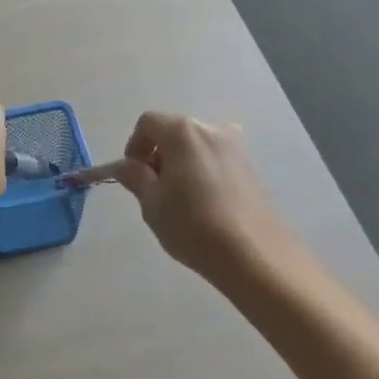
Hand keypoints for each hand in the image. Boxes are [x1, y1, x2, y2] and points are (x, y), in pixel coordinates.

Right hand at [68, 112, 287, 279]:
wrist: (254, 254)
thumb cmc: (193, 225)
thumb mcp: (152, 203)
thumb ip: (135, 177)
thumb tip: (124, 166)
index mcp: (183, 132)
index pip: (147, 123)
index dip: (134, 146)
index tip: (133, 176)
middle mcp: (212, 129)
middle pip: (174, 131)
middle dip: (158, 155)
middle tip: (153, 190)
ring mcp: (236, 147)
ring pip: (196, 146)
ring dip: (180, 163)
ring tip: (179, 199)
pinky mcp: (251, 167)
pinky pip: (215, 160)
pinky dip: (201, 171)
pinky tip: (203, 204)